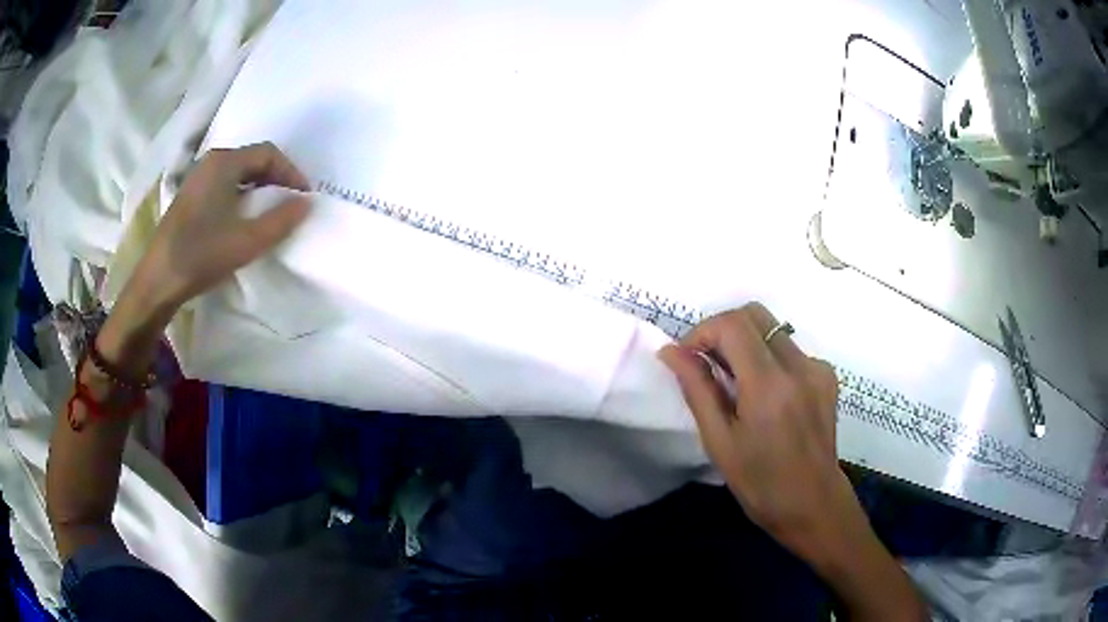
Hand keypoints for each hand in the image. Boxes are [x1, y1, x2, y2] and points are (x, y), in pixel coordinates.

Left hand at [128, 142, 310, 315]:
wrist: (157, 281)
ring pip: (238, 173)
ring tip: (270, 212)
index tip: (304, 197)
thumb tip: (307, 203)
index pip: (268, 153)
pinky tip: (243, 219)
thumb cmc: (201, 255)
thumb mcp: (247, 241)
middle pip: (253, 160)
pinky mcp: (190, 198)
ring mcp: (197, 179)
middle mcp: (210, 162)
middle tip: (290, 203)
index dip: (291, 172)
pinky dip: (241, 195)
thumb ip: (281, 220)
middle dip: (276, 178)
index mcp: (224, 163)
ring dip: (259, 188)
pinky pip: (224, 185)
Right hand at [658, 303, 850, 559]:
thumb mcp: (720, 441)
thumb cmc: (760, 484)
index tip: (688, 358)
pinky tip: (763, 395)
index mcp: (769, 385)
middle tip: (707, 364)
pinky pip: (789, 349)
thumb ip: (697, 389)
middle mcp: (799, 366)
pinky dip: (767, 359)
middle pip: (755, 314)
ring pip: (772, 330)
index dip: (702, 331)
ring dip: (745, 344)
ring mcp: (818, 368)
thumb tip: (671, 351)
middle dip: (723, 330)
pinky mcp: (827, 375)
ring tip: (733, 384)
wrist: (814, 504)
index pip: (732, 324)